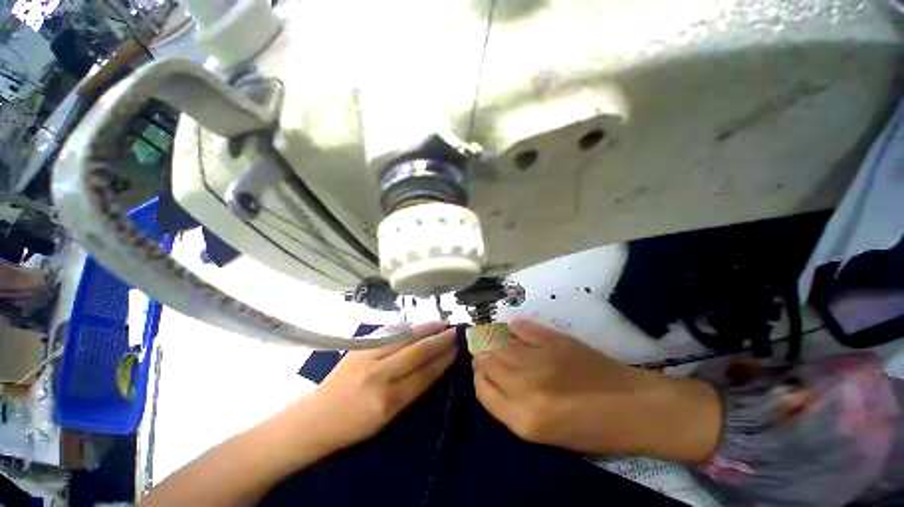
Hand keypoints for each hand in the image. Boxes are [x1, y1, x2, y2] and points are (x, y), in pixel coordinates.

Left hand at [303, 322, 456, 451]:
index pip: (424, 374)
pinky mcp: (359, 346)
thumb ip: (412, 390)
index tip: (456, 349)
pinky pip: (389, 331)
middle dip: (439, 340)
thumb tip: (435, 365)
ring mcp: (367, 357)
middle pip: (417, 351)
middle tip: (454, 331)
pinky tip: (417, 323)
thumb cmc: (354, 425)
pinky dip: (407, 326)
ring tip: (441, 323)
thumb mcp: (387, 419)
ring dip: (426, 327)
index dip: (442, 360)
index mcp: (388, 401)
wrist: (317, 416)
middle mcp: (379, 376)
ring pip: (404, 337)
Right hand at [473, 318, 720, 461]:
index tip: (482, 372)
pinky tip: (512, 329)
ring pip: (498, 341)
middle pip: (486, 360)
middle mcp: (527, 388)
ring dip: (491, 337)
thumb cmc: (590, 429)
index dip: (478, 377)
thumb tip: (490, 376)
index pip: (482, 390)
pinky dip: (512, 328)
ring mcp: (541, 359)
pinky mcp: (555, 340)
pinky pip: (521, 328)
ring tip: (491, 336)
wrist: (633, 407)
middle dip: (481, 354)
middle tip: (485, 351)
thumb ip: (511, 406)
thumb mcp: (545, 433)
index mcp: (525, 421)